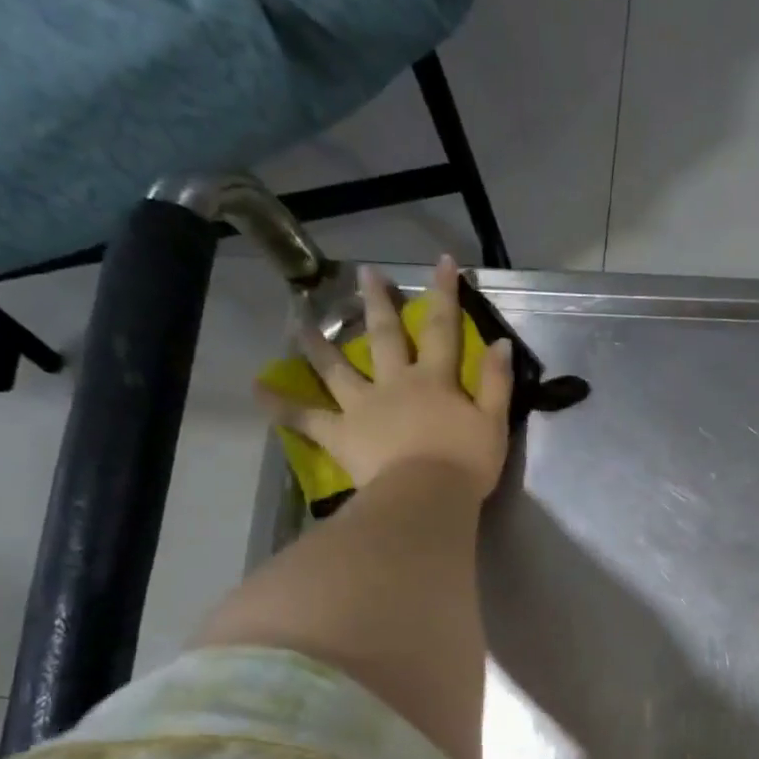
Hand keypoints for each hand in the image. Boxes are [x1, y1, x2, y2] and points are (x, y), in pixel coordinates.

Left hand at [258, 255, 513, 500]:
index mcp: (435, 380)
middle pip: (384, 336)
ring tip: (299, 322)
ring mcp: (362, 407)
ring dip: (318, 343)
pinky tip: (258, 390)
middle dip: (377, 303)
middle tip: (365, 273)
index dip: (444, 293)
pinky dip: (282, 406)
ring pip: (337, 369)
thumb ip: (496, 382)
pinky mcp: (341, 435)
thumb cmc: (466, 464)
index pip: (442, 328)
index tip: (443, 262)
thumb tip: (500, 342)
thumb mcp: (493, 423)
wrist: (427, 497)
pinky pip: (307, 418)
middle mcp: (395, 383)